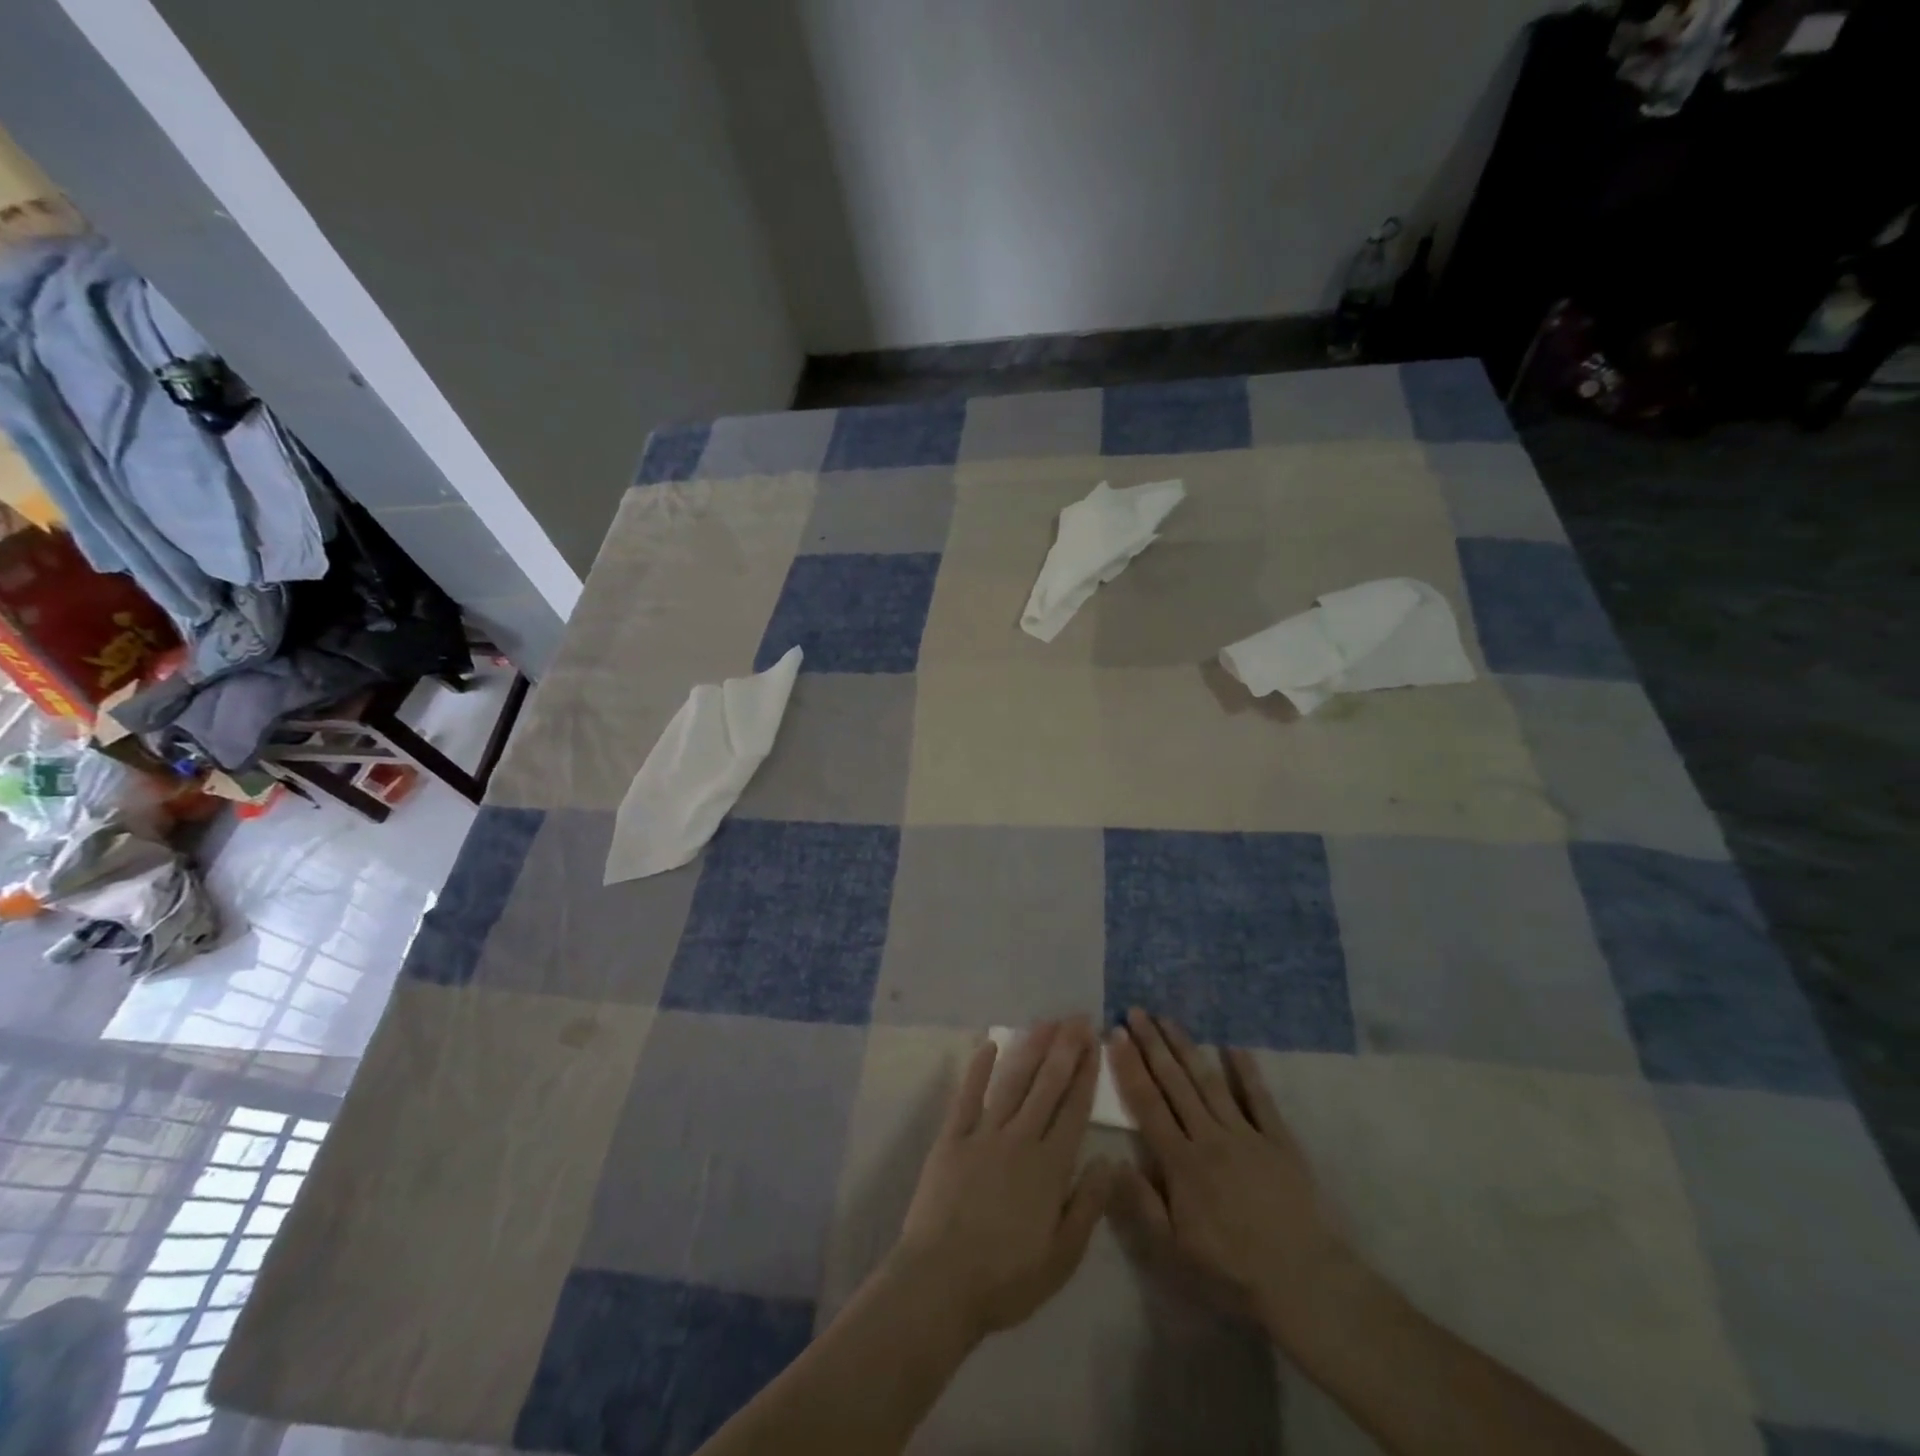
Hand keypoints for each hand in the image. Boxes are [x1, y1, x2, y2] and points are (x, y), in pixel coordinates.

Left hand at [892, 1018, 1114, 1343]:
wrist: (941, 1282)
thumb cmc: (1007, 1278)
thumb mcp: (1062, 1256)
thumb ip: (1088, 1204)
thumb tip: (1109, 1160)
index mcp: (1050, 1167)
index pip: (1074, 1110)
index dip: (1085, 1074)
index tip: (1093, 1043)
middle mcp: (1020, 1139)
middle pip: (1046, 1085)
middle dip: (1064, 1049)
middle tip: (1076, 1018)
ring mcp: (983, 1133)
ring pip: (1012, 1082)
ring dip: (1030, 1049)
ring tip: (1045, 1023)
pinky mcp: (952, 1137)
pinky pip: (967, 1095)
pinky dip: (978, 1069)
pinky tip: (988, 1045)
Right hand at [1108, 1009, 1356, 1345]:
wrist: (1304, 1282)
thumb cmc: (1232, 1270)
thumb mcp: (1174, 1250)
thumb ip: (1141, 1202)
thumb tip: (1111, 1159)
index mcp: (1181, 1162)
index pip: (1148, 1103)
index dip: (1129, 1066)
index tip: (1115, 1034)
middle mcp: (1209, 1136)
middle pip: (1175, 1082)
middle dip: (1152, 1044)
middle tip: (1135, 1011)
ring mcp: (1246, 1134)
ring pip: (1209, 1081)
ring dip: (1186, 1047)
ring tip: (1167, 1018)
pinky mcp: (1279, 1140)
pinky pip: (1259, 1098)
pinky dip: (1246, 1071)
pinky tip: (1233, 1045)